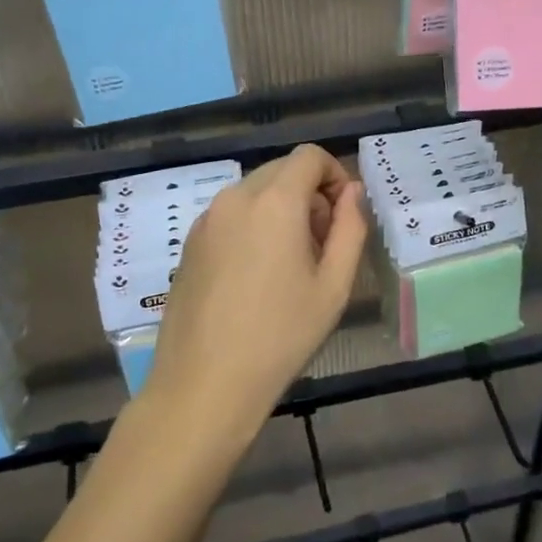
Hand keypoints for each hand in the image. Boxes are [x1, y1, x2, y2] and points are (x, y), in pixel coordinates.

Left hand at [145, 145, 366, 450]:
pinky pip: (231, 214)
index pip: (310, 156)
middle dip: (309, 193)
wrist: (204, 385)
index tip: (342, 215)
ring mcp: (206, 219)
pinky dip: (253, 224)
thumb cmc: (280, 336)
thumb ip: (351, 228)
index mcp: (274, 201)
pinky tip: (256, 275)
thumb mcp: (334, 285)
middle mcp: (235, 197)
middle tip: (321, 244)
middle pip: (281, 170)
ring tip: (290, 263)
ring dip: (281, 208)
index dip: (334, 174)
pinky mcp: (189, 242)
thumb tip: (352, 193)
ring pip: (255, 191)